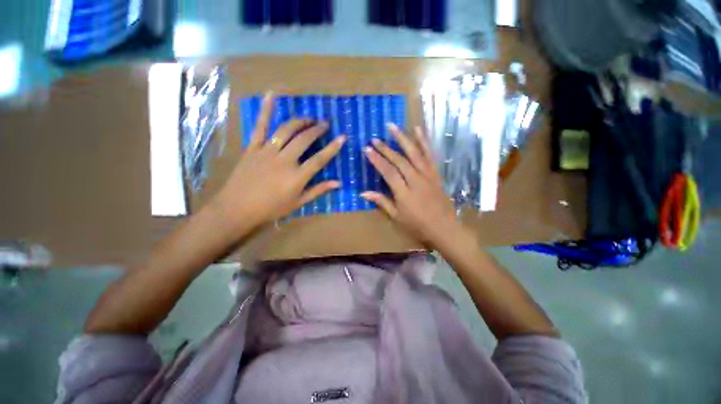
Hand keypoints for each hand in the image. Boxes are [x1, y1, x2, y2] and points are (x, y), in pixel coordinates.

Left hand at [212, 93, 345, 231]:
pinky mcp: (253, 147)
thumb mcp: (298, 203)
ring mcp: (267, 151)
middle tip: (324, 124)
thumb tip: (338, 183)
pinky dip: (265, 109)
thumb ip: (318, 191)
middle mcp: (284, 160)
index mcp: (296, 176)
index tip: (342, 137)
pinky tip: (271, 94)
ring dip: (300, 121)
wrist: (237, 208)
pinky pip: (260, 126)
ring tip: (309, 118)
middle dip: (317, 129)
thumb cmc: (271, 208)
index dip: (332, 148)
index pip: (319, 159)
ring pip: (286, 130)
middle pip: (304, 139)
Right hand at [361, 124, 462, 247]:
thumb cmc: (418, 225)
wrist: (444, 228)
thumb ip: (382, 202)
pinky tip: (418, 130)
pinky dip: (424, 141)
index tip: (367, 150)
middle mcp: (416, 180)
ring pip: (414, 153)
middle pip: (399, 161)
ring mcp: (427, 175)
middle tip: (374, 139)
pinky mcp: (435, 173)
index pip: (388, 172)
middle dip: (385, 149)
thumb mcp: (397, 217)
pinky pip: (429, 155)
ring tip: (392, 127)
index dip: (377, 160)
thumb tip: (363, 193)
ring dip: (403, 139)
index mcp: (404, 193)